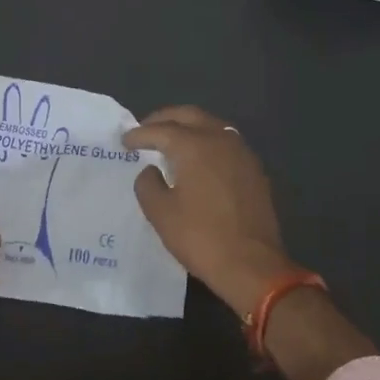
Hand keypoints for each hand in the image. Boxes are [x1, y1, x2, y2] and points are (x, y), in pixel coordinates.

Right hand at [123, 107, 289, 318]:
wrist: (252, 264)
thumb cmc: (200, 237)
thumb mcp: (161, 213)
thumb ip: (148, 184)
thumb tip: (151, 170)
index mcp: (194, 145)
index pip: (161, 130)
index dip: (139, 134)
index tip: (125, 141)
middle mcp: (220, 139)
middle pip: (189, 115)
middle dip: (165, 118)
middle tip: (146, 128)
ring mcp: (242, 152)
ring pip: (211, 125)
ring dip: (189, 126)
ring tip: (172, 140)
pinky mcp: (254, 169)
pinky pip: (226, 142)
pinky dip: (207, 141)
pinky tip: (199, 158)